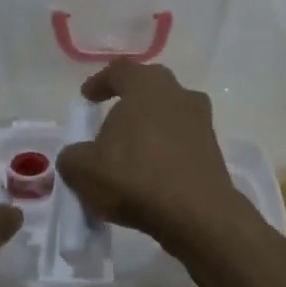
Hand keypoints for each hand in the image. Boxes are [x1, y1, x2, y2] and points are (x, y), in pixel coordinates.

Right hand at [55, 62, 244, 243]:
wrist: (197, 215)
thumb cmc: (135, 177)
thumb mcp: (83, 169)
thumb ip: (72, 158)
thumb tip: (76, 158)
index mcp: (148, 86)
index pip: (120, 71)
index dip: (100, 82)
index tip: (87, 97)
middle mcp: (179, 95)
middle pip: (150, 89)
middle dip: (129, 102)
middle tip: (111, 119)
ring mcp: (202, 123)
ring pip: (169, 117)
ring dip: (149, 130)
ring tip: (129, 154)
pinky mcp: (213, 153)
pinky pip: (181, 145)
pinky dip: (164, 154)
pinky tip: (149, 177)